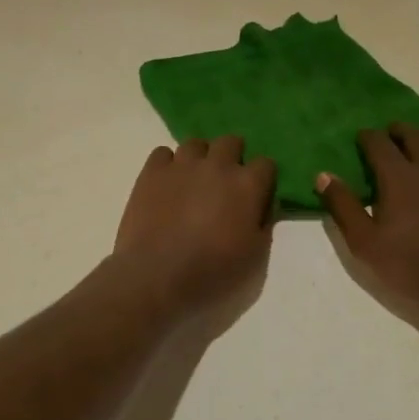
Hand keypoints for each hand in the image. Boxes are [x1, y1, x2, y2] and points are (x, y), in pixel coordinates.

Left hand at [109, 137, 275, 327]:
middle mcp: (217, 165)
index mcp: (247, 185)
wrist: (158, 277)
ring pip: (196, 144)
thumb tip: (264, 205)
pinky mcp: (152, 171)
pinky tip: (166, 184)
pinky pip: (163, 153)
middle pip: (230, 142)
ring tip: (193, 181)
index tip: (255, 194)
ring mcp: (182, 165)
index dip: (262, 178)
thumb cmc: (213, 273)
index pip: (266, 164)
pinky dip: (168, 165)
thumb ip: (264, 224)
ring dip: (200, 158)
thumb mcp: (255, 258)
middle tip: (224, 183)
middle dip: (232, 157)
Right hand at [317, 125, 418, 327]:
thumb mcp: (365, 244)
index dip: (368, 137)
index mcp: (400, 176)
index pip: (379, 144)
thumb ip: (343, 207)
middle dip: (401, 131)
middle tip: (392, 133)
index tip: (361, 137)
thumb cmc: (414, 267)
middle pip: (416, 136)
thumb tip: (323, 175)